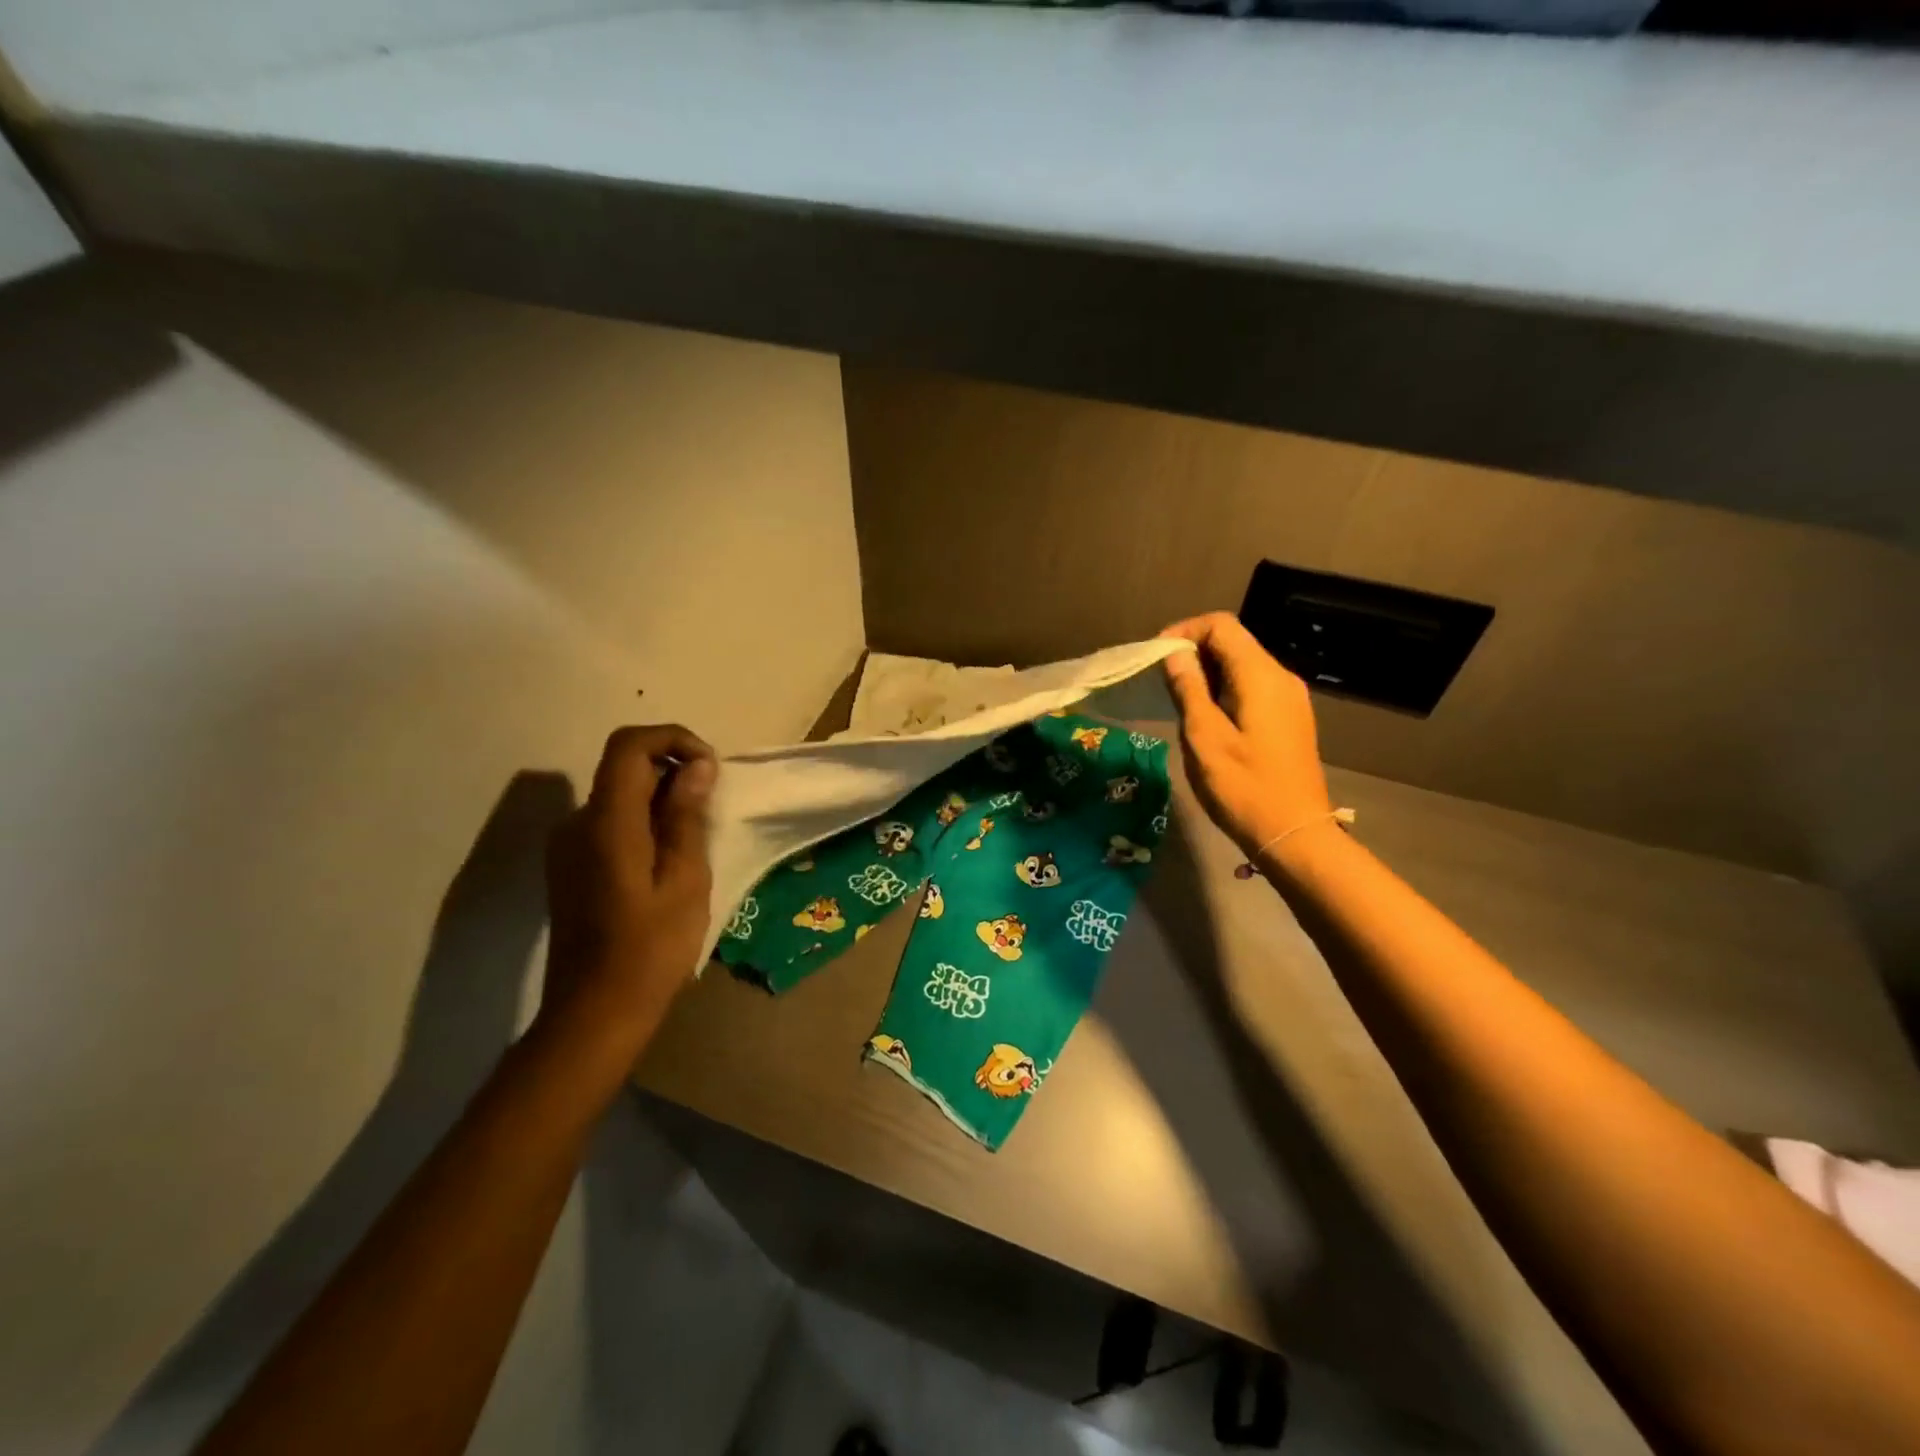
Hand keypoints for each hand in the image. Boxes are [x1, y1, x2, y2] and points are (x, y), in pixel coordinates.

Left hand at [540, 724, 716, 1049]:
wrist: (595, 1013)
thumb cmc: (651, 947)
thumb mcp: (685, 879)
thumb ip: (686, 816)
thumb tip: (696, 765)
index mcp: (606, 822)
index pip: (629, 745)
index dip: (672, 739)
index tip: (709, 766)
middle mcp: (577, 824)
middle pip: (623, 767)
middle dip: (673, 770)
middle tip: (712, 807)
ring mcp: (568, 847)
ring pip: (618, 796)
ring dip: (660, 798)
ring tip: (696, 839)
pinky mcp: (570, 868)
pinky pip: (610, 823)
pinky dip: (643, 822)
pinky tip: (668, 862)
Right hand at [1160, 613, 1332, 859]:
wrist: (1293, 834)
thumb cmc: (1243, 787)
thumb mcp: (1204, 738)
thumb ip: (1188, 689)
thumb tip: (1175, 654)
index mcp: (1261, 676)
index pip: (1221, 625)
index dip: (1185, 631)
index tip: (1156, 657)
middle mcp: (1281, 677)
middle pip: (1234, 642)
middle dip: (1194, 652)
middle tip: (1161, 681)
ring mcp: (1289, 698)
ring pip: (1242, 666)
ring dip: (1207, 673)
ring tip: (1178, 701)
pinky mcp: (1289, 718)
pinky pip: (1252, 687)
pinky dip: (1224, 690)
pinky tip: (1206, 718)